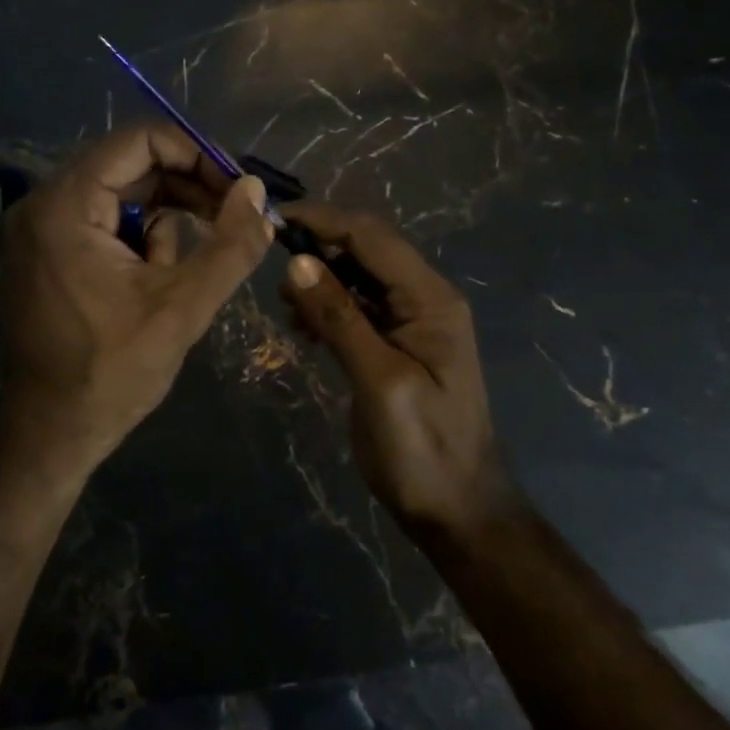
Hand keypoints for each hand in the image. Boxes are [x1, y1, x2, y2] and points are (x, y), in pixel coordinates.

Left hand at [0, 124, 274, 471]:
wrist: (53, 431)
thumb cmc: (113, 371)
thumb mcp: (183, 307)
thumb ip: (229, 245)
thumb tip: (257, 192)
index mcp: (66, 206)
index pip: (140, 142)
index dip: (197, 156)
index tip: (237, 190)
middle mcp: (44, 204)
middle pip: (131, 166)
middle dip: (187, 192)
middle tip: (233, 221)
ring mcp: (41, 228)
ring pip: (123, 196)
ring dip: (165, 225)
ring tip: (180, 276)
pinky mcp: (48, 252)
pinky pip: (107, 223)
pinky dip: (141, 242)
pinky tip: (154, 284)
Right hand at [278, 202, 509, 532]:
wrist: (456, 509)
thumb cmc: (422, 447)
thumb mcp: (379, 381)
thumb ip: (340, 318)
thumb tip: (296, 262)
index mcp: (430, 299)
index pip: (372, 237)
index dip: (324, 221)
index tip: (273, 221)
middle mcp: (424, 299)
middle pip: (366, 251)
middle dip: (318, 251)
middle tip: (272, 272)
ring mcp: (411, 322)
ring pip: (358, 278)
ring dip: (320, 281)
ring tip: (285, 306)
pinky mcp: (395, 344)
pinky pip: (357, 308)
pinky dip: (328, 308)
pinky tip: (305, 329)